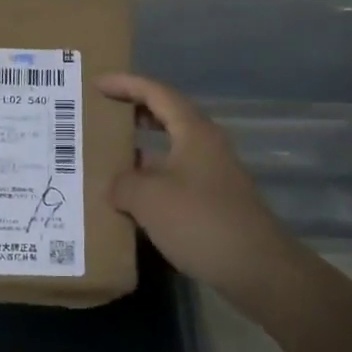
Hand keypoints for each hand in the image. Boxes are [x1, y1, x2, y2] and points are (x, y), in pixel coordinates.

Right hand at [98, 73, 299, 301]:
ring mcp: (212, 175)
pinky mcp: (213, 202)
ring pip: (170, 151)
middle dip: (133, 113)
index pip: (156, 93)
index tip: (96, 83)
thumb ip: (123, 183)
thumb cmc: (200, 221)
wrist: (256, 268)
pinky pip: (175, 179)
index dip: (125, 84)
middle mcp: (206, 146)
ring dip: (140, 151)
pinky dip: (150, 181)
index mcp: (194, 132)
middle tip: (101, 115)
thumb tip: (117, 186)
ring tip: (106, 158)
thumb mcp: (148, 198)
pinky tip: (129, 199)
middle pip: (166, 117)